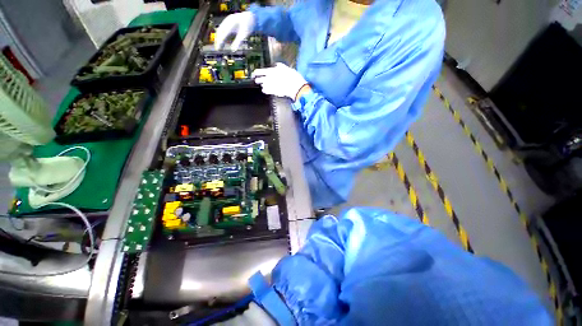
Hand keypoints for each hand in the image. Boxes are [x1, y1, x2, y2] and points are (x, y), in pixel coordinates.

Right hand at [214, 12, 255, 50]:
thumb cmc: (248, 26)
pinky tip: (222, 41)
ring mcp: (227, 20)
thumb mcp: (244, 34)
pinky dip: (221, 35)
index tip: (218, 49)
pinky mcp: (228, 21)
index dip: (220, 42)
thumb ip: (238, 42)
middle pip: (220, 32)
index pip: (223, 34)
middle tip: (217, 49)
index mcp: (231, 23)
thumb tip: (233, 50)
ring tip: (218, 46)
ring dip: (219, 38)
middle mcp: (227, 21)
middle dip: (218, 40)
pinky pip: (222, 29)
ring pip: (220, 30)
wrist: (251, 16)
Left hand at [252, 63, 307, 99]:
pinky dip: (266, 90)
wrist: (296, 87)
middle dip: (258, 80)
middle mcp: (269, 79)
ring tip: (266, 85)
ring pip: (262, 86)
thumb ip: (279, 67)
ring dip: (263, 85)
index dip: (255, 73)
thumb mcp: (286, 68)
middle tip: (258, 80)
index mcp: (272, 71)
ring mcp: (271, 86)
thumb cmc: (293, 77)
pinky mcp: (273, 92)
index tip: (253, 74)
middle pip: (258, 80)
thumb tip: (275, 66)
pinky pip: (266, 91)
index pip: (259, 71)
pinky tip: (268, 90)